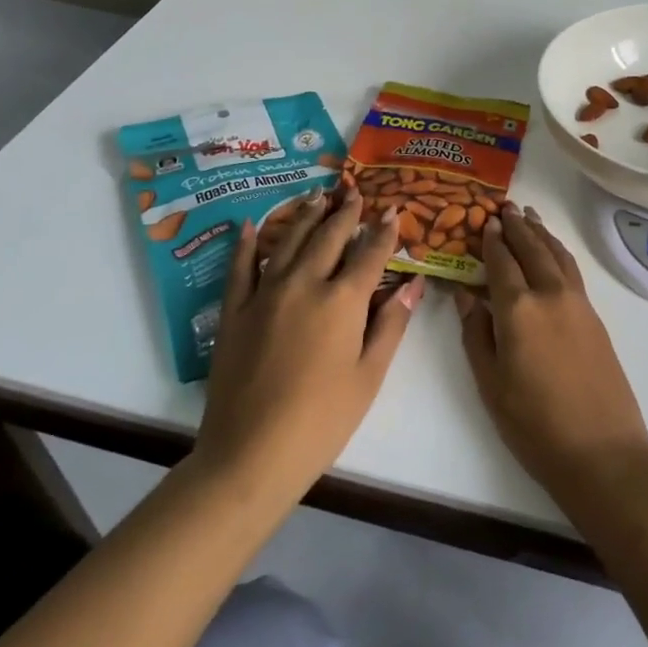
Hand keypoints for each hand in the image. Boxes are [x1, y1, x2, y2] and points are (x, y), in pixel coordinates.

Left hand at [193, 188, 425, 502]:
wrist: (251, 453)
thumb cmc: (322, 420)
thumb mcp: (369, 375)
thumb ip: (391, 324)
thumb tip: (413, 284)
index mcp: (343, 300)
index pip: (370, 254)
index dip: (384, 231)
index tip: (393, 210)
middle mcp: (304, 284)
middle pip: (329, 237)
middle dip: (345, 213)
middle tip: (354, 193)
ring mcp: (265, 294)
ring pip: (289, 241)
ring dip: (306, 216)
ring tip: (317, 196)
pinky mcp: (234, 311)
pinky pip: (240, 266)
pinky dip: (246, 243)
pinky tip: (249, 225)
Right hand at [453, 205, 647, 505]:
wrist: (602, 451)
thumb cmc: (535, 424)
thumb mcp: (491, 383)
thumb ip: (476, 334)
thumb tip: (465, 295)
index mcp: (518, 309)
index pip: (501, 262)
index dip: (491, 240)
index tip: (484, 220)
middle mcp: (549, 294)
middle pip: (531, 249)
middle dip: (517, 226)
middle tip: (505, 206)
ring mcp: (577, 303)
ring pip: (556, 254)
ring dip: (541, 232)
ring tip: (529, 215)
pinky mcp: (594, 316)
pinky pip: (571, 269)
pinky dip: (559, 251)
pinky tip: (554, 251)